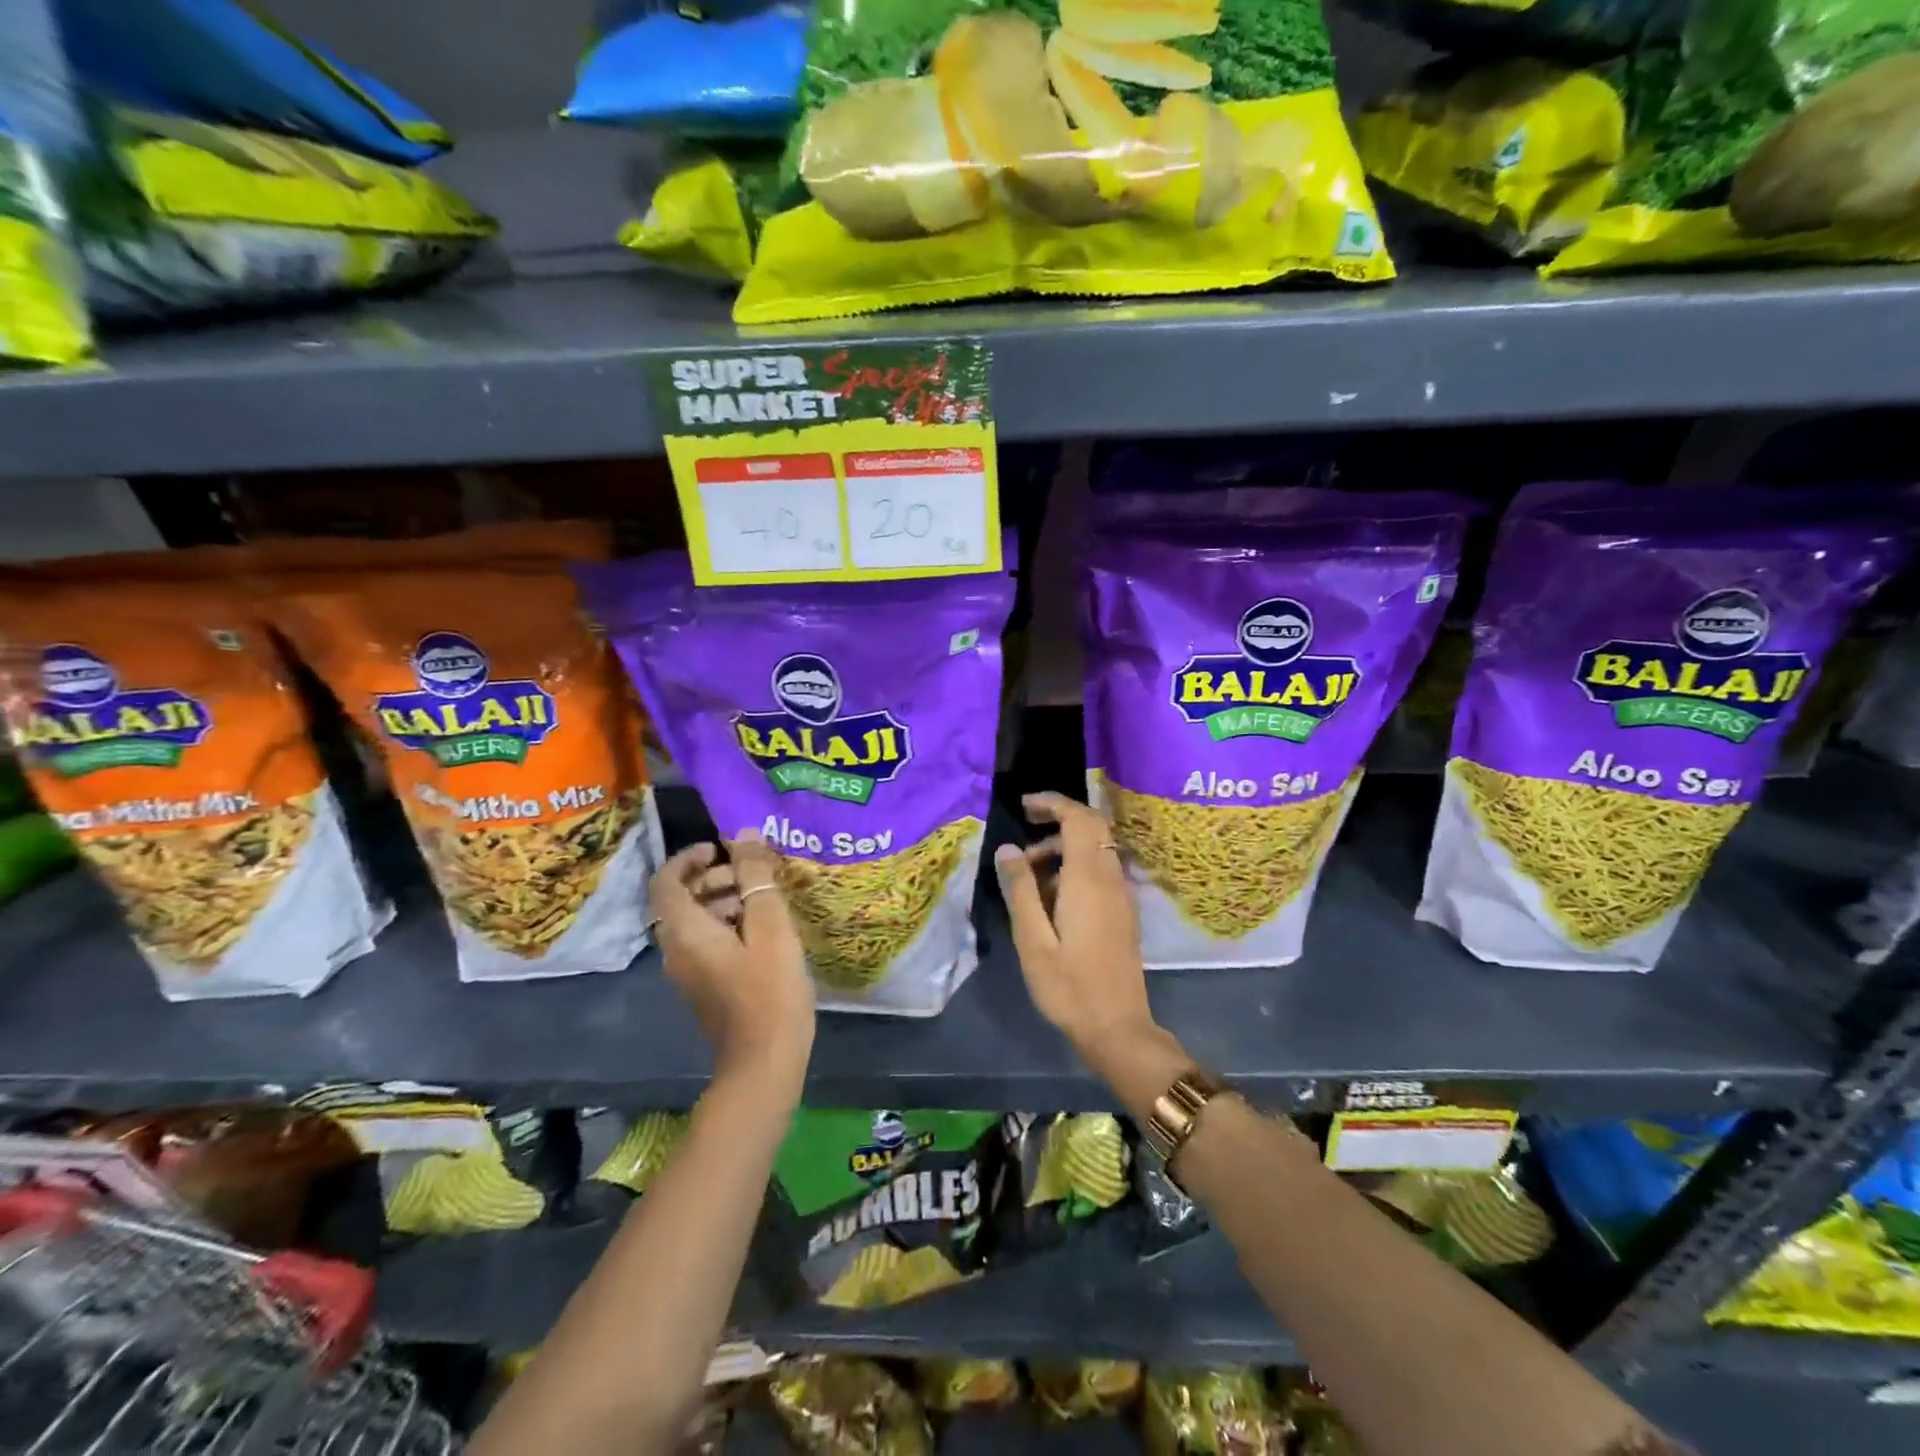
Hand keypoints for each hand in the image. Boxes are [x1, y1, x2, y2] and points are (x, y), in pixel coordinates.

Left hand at [649, 831, 813, 1095]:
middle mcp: (676, 950)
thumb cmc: (769, 989)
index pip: (665, 881)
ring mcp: (688, 973)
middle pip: (680, 900)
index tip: (720, 849)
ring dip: (723, 901)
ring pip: (695, 922)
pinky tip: (764, 932)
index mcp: (685, 931)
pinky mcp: (704, 988)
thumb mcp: (770, 926)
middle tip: (753, 876)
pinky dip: (727, 926)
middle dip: (713, 878)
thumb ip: (756, 878)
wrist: (764, 1062)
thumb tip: (744, 835)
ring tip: (764, 902)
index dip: (688, 858)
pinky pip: (706, 943)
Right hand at [993, 792, 1157, 1060]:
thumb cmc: (1069, 987)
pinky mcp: (1123, 911)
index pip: (1080, 819)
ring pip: (1095, 849)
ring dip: (1063, 848)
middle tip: (1023, 832)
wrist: (1117, 1028)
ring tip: (1027, 875)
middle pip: (1091, 828)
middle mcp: (1111, 879)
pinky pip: (1100, 870)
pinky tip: (1049, 898)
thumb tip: (1008, 849)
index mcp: (1089, 880)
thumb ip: (1021, 890)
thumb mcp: (1032, 940)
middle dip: (1057, 820)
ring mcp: (1121, 895)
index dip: (1053, 803)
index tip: (1025, 805)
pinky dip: (1074, 866)